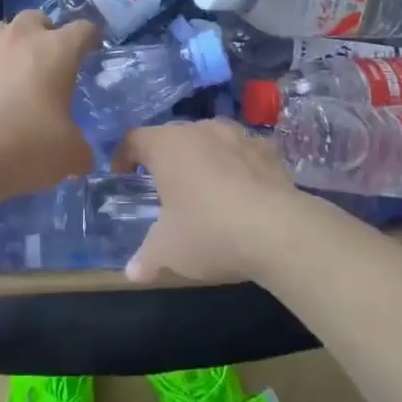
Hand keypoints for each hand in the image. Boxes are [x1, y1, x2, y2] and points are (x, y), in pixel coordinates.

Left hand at [0, 11, 99, 205]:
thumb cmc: (29, 146)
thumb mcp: (70, 154)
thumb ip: (79, 146)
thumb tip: (80, 153)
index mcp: (57, 51)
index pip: (82, 29)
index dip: (90, 37)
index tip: (93, 48)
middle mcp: (20, 39)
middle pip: (36, 18)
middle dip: (45, 33)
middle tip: (49, 61)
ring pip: (0, 30)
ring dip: (11, 44)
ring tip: (13, 71)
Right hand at [114, 121, 324, 284]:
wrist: (280, 231)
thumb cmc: (209, 231)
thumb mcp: (168, 250)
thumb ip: (146, 257)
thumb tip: (131, 272)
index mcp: (167, 145)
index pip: (134, 139)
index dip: (123, 156)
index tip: (122, 175)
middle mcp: (201, 130)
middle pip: (173, 136)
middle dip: (165, 158)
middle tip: (162, 187)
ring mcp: (239, 136)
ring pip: (210, 140)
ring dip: (203, 158)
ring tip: (203, 187)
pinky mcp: (269, 151)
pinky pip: (243, 153)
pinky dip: (236, 166)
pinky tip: (241, 193)